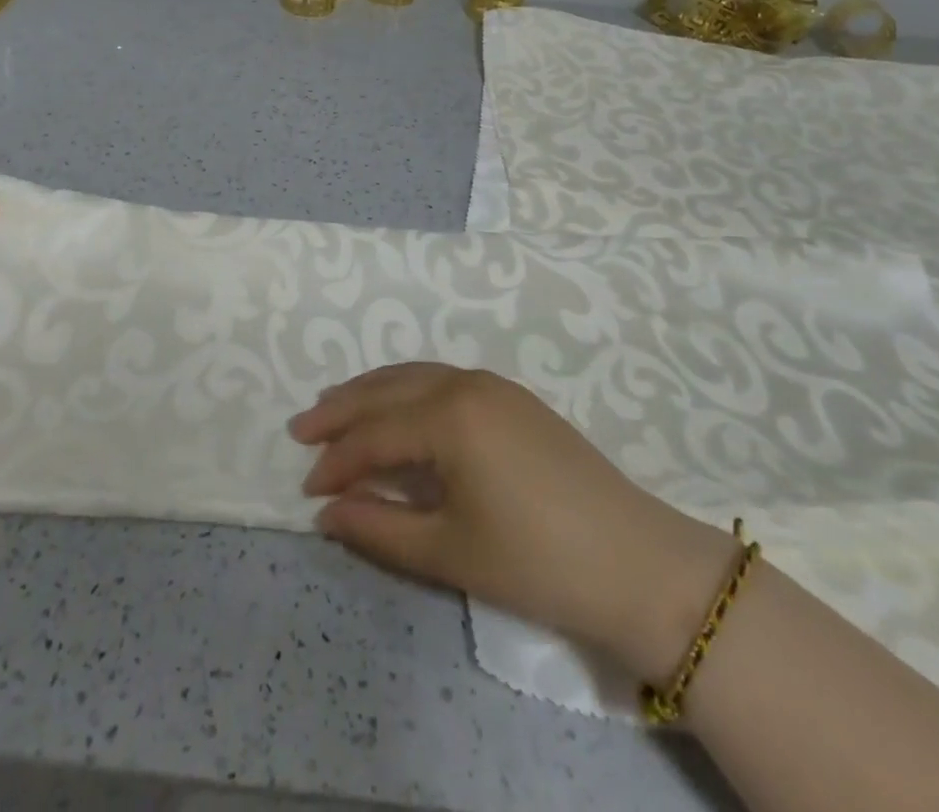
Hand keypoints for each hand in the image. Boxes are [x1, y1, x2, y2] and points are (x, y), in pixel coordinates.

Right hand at [291, 363, 733, 680]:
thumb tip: (326, 512)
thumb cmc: (536, 561)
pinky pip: (442, 381)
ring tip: (336, 410)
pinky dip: (407, 392)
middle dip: (341, 410)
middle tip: (301, 429)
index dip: (336, 462)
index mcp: (449, 416)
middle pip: (387, 389)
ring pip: (414, 376)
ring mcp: (493, 385)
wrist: (637, 562)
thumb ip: (378, 527)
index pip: (374, 434)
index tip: (307, 489)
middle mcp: (466, 384)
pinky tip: (397, 411)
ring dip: (372, 393)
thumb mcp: (448, 551)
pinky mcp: (513, 397)